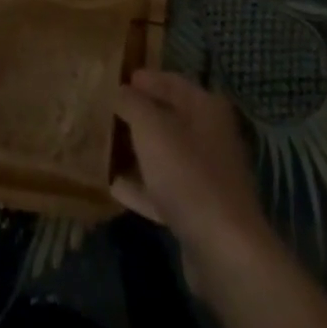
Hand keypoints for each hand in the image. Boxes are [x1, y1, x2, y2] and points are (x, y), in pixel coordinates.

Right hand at [112, 70, 279, 283]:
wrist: (222, 248)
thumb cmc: (187, 174)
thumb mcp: (151, 129)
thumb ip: (132, 104)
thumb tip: (119, 90)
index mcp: (206, 108)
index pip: (172, 82)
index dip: (145, 79)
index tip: (115, 80)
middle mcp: (210, 136)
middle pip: (169, 118)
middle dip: (138, 115)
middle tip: (105, 111)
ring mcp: (206, 175)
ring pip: (165, 154)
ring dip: (137, 150)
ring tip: (104, 145)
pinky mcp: (198, 209)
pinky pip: (163, 188)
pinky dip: (141, 186)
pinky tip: (114, 187)